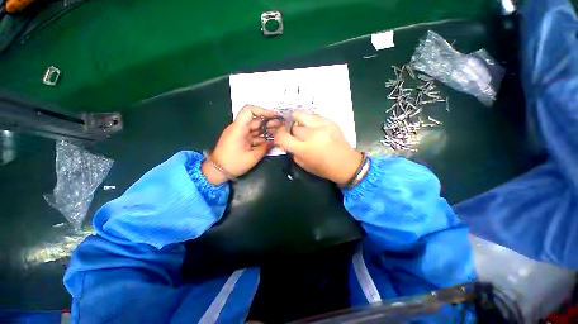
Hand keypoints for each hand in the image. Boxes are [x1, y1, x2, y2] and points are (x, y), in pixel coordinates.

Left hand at [202, 105, 279, 184]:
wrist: (217, 171)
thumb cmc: (233, 163)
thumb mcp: (252, 157)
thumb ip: (265, 148)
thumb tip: (274, 142)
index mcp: (239, 128)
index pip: (249, 111)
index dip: (263, 110)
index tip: (275, 115)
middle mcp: (239, 128)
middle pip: (255, 120)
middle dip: (269, 121)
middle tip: (282, 125)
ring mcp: (240, 134)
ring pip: (256, 128)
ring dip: (267, 129)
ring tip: (279, 132)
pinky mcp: (241, 140)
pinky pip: (253, 135)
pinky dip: (262, 137)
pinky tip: (271, 140)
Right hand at [274, 111, 361, 185]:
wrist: (346, 164)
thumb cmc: (323, 168)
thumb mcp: (303, 164)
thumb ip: (292, 152)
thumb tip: (286, 142)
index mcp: (304, 149)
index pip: (283, 136)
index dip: (278, 136)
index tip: (279, 137)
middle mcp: (312, 134)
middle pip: (292, 125)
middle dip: (289, 130)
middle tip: (292, 134)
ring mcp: (323, 125)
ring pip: (301, 115)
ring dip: (297, 121)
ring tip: (300, 127)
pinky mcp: (330, 121)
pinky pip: (314, 116)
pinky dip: (309, 121)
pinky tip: (312, 127)